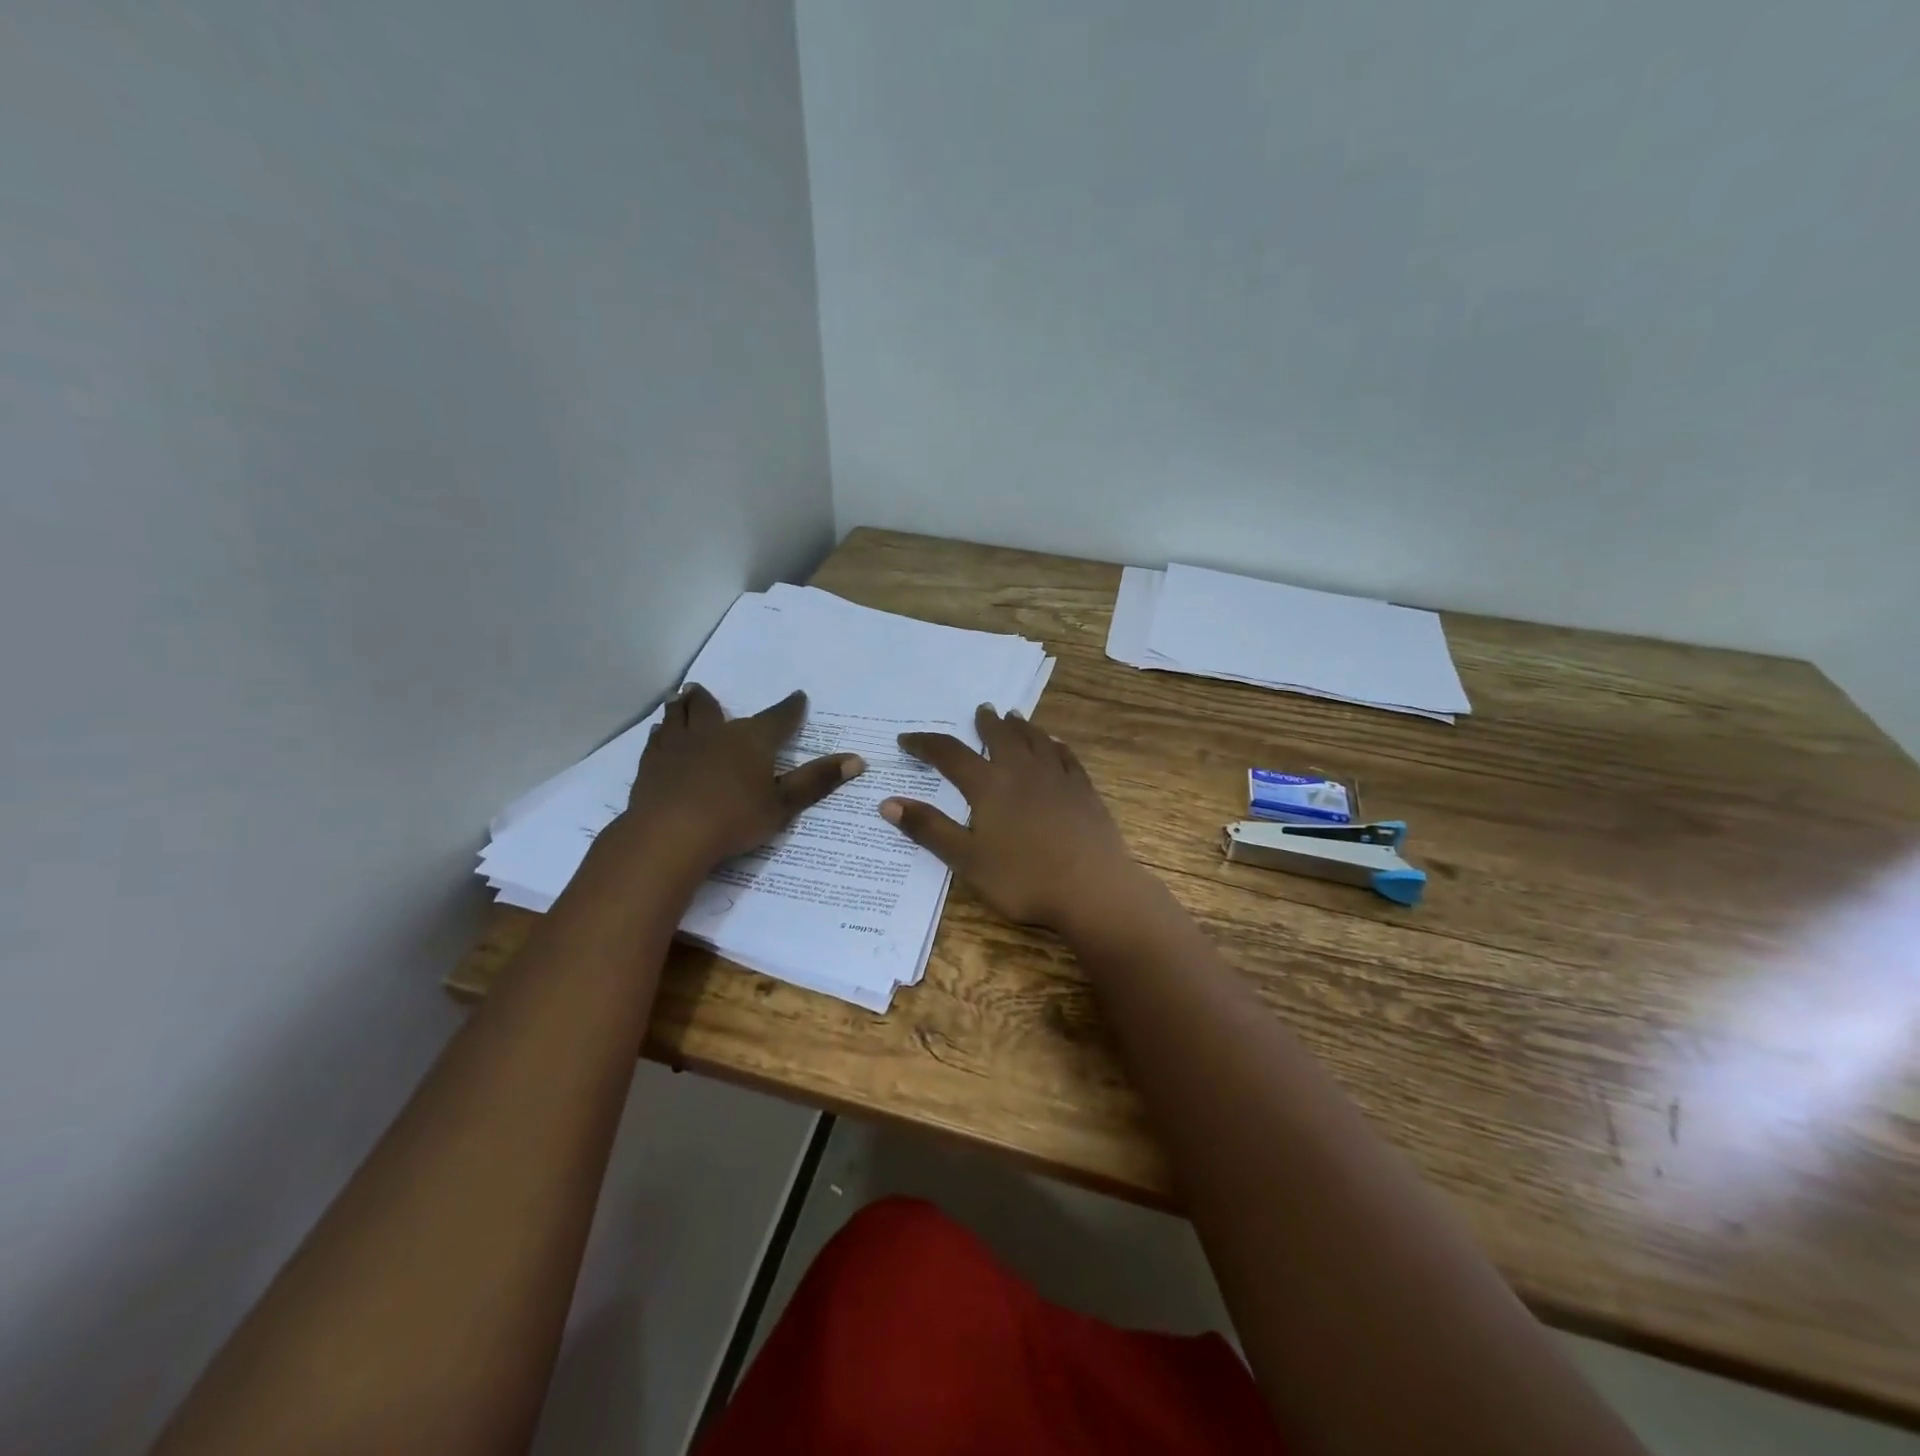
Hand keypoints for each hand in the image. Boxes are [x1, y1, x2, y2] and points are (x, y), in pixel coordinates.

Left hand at [621, 685, 864, 873]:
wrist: (670, 834)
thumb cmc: (735, 818)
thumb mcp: (784, 804)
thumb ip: (816, 780)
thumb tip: (857, 760)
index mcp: (752, 739)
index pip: (778, 717)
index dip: (791, 708)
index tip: (798, 697)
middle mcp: (714, 733)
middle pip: (711, 707)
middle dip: (712, 699)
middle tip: (707, 690)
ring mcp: (678, 745)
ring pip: (679, 715)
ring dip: (683, 706)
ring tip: (682, 698)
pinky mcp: (651, 764)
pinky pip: (657, 739)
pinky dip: (662, 733)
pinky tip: (659, 734)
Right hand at [880, 705, 1146, 933]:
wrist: (1093, 888)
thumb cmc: (1023, 879)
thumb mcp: (967, 860)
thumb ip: (929, 829)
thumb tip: (888, 802)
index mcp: (988, 785)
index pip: (949, 754)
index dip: (925, 744)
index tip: (906, 739)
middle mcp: (1021, 770)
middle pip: (1000, 736)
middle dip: (986, 723)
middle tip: (981, 710)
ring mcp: (1057, 777)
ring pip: (1035, 740)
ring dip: (1021, 726)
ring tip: (1014, 717)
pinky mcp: (1084, 789)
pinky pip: (1066, 756)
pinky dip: (1055, 745)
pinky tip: (1056, 744)